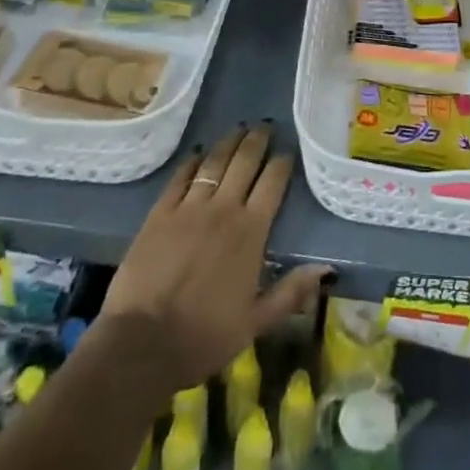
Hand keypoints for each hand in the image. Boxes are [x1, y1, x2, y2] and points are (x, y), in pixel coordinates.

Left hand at [102, 123, 330, 389]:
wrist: (142, 343)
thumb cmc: (204, 336)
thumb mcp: (256, 322)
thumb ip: (291, 292)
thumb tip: (327, 268)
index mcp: (251, 232)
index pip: (272, 183)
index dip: (282, 163)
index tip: (287, 151)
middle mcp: (223, 209)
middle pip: (244, 162)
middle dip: (257, 141)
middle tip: (265, 126)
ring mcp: (189, 208)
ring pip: (214, 163)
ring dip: (228, 143)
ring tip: (238, 129)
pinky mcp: (159, 213)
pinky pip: (180, 177)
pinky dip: (192, 161)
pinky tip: (198, 153)